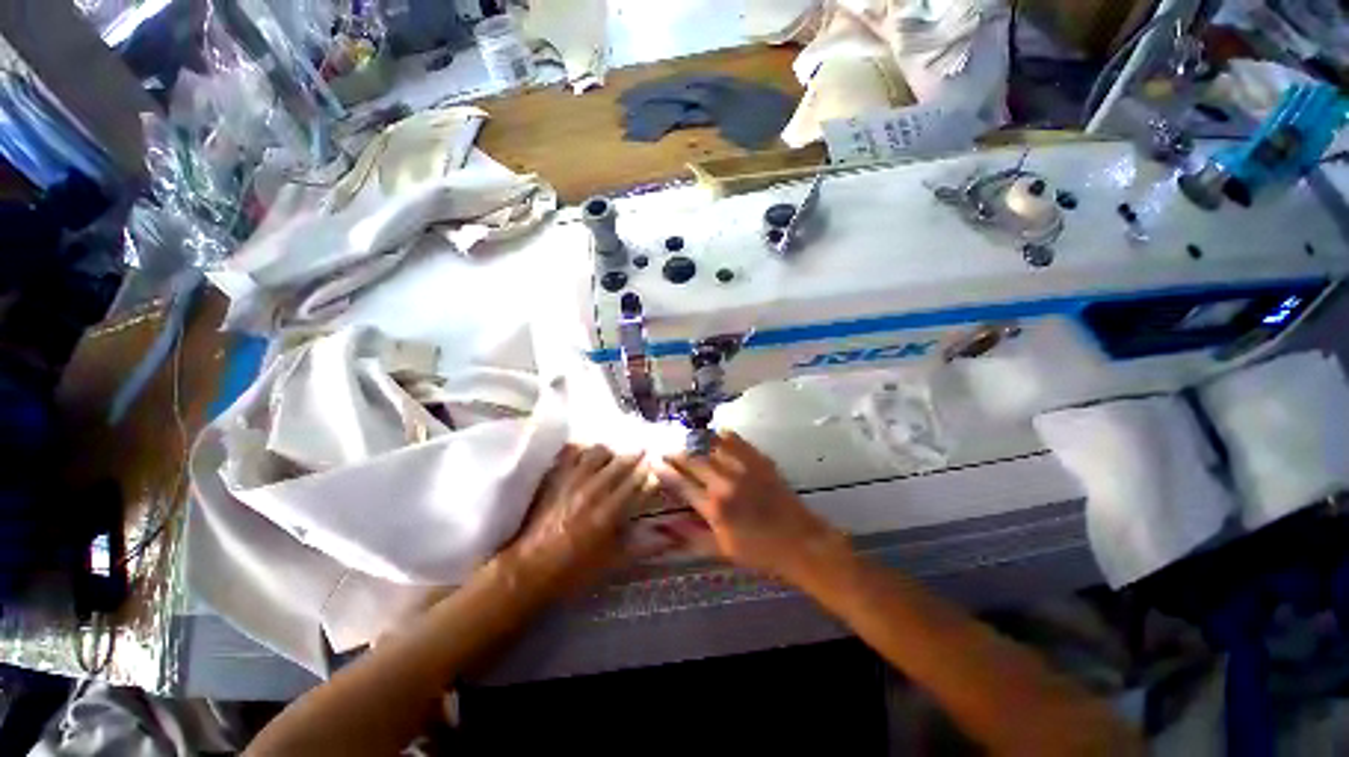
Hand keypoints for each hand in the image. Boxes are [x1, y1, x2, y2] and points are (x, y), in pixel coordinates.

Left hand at [502, 445, 651, 595]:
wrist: (530, 567)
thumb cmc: (573, 572)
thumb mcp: (612, 563)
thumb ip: (641, 547)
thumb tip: (669, 539)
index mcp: (609, 512)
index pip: (638, 484)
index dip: (651, 476)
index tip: (659, 473)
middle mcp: (592, 490)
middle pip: (620, 463)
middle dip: (636, 459)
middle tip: (644, 456)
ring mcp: (569, 481)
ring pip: (596, 452)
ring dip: (610, 453)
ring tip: (614, 458)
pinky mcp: (552, 478)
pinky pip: (570, 454)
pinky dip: (581, 451)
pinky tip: (585, 456)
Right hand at [658, 432, 845, 581]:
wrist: (799, 542)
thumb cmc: (758, 552)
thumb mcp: (720, 550)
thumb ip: (690, 536)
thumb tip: (664, 526)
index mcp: (714, 508)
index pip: (682, 485)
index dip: (666, 473)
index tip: (654, 464)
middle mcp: (726, 484)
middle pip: (694, 461)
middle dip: (677, 453)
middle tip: (665, 448)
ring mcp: (746, 470)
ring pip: (714, 446)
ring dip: (696, 441)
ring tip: (685, 439)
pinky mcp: (762, 462)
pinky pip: (739, 443)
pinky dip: (723, 437)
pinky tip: (716, 434)